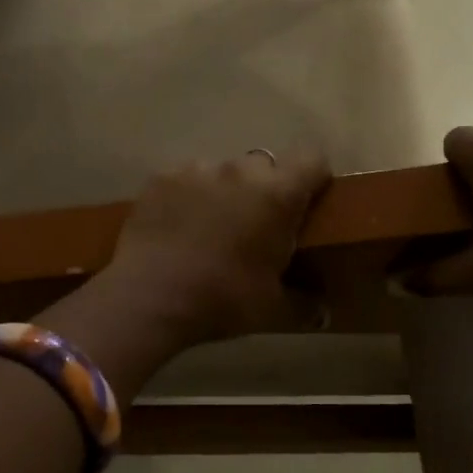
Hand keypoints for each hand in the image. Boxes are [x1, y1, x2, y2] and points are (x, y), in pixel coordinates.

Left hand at [105, 151, 332, 346]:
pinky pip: (186, 178)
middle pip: (265, 165)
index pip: (312, 159)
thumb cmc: (222, 299)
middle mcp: (240, 171)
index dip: (314, 177)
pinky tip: (178, 227)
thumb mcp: (271, 309)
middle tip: (257, 224)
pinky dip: (189, 196)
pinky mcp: (161, 177)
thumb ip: (304, 305)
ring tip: (211, 227)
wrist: (149, 297)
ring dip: (225, 191)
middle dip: (266, 187)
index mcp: (277, 195)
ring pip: (223, 171)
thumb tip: (323, 313)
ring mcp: (197, 170)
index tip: (308, 202)